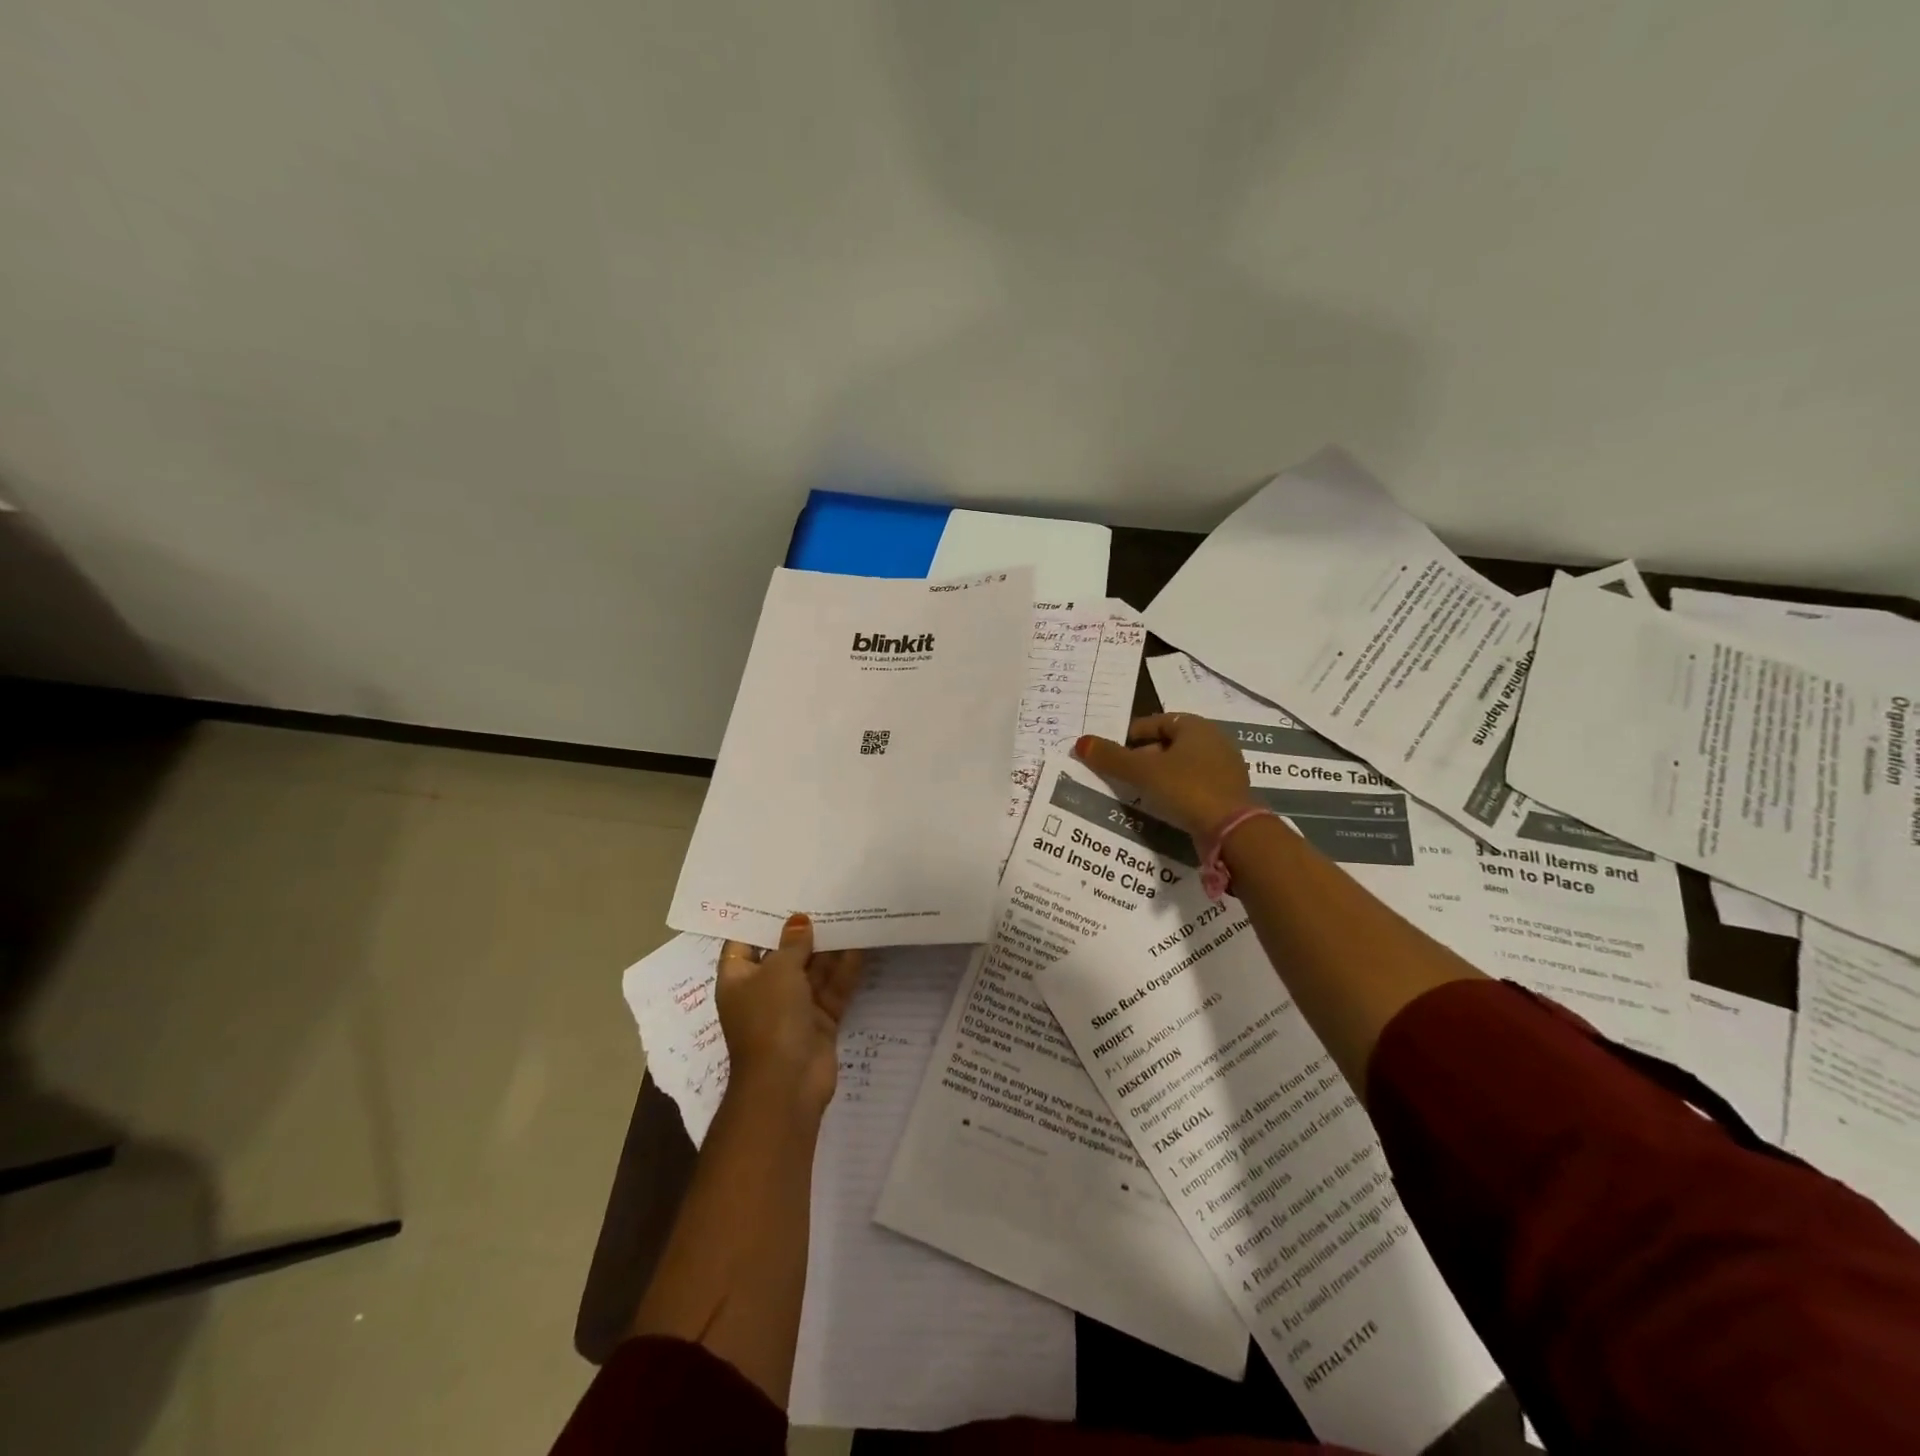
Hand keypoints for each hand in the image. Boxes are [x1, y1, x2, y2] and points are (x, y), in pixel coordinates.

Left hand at [715, 914, 862, 1117]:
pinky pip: (833, 989)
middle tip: (823, 896)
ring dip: (828, 948)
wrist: (787, 1085)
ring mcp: (793, 1008)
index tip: (779, 894)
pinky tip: (861, 944)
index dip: (759, 920)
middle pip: (784, 954)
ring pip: (813, 971)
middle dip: (802, 931)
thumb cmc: (770, 1020)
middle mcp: (764, 991)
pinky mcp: (820, 1021)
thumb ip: (792, 944)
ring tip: (847, 912)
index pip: (743, 943)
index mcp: (739, 980)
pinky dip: (845, 970)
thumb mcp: (779, 972)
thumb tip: (799, 920)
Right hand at [1074, 713, 1253, 838]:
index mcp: (1196, 727)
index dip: (1133, 733)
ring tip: (1138, 791)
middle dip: (1145, 756)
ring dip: (1160, 775)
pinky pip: (1194, 785)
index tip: (1114, 750)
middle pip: (1170, 743)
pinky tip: (1162, 806)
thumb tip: (1081, 742)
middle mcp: (1215, 741)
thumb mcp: (1142, 772)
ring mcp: (1225, 769)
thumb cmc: (1186, 788)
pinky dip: (1176, 791)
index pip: (1158, 721)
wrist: (1233, 831)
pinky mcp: (1229, 794)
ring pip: (1183, 766)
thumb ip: (1111, 758)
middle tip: (1122, 773)